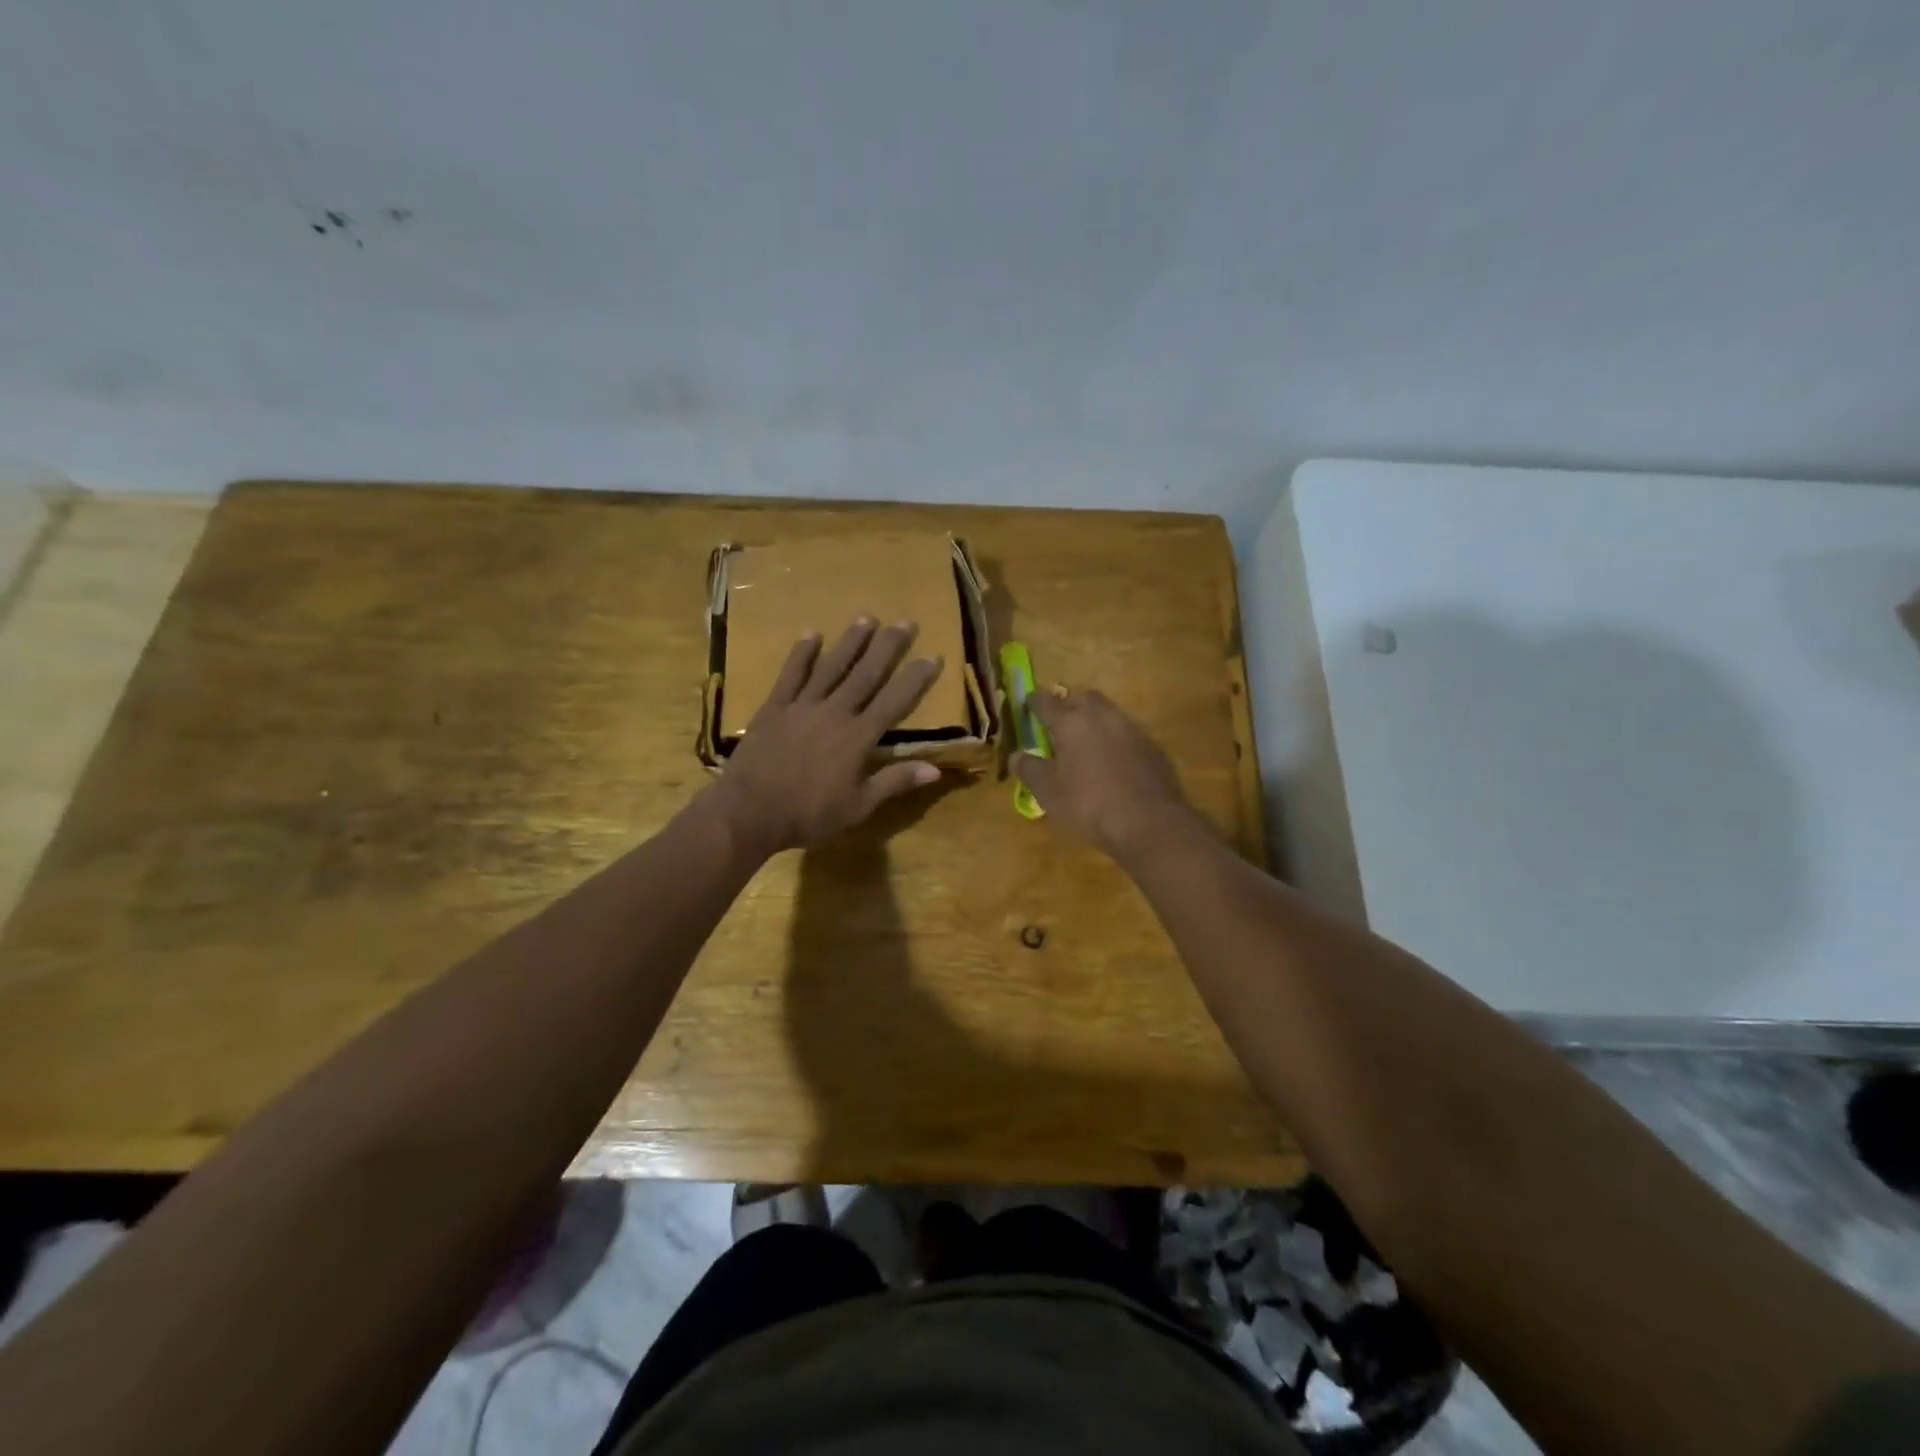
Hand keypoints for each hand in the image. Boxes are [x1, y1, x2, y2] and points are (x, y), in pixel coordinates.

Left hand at [703, 618, 945, 855]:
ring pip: (832, 667)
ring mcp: (803, 706)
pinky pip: (791, 674)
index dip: (915, 678)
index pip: (895, 701)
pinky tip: (812, 634)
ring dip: (850, 642)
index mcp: (858, 737)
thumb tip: (935, 770)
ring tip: (866, 618)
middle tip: (905, 621)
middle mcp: (835, 712)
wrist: (749, 811)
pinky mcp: (775, 707)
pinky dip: (802, 654)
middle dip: (888, 647)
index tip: (932, 655)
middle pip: (866, 674)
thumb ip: (894, 782)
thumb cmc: (808, 814)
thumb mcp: (858, 807)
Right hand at [1011, 687, 1191, 856]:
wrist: (1150, 822)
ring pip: (1107, 711)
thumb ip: (1030, 770)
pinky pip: (1126, 730)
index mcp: (1071, 723)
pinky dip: (1113, 736)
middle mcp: (1101, 716)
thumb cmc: (1090, 806)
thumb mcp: (1049, 794)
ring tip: (1085, 738)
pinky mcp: (1151, 744)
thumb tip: (1015, 755)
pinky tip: (1112, 757)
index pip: (1046, 701)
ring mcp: (1130, 728)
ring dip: (1093, 718)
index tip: (1028, 704)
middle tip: (1058, 718)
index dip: (1034, 702)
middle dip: (1068, 702)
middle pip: (1081, 696)